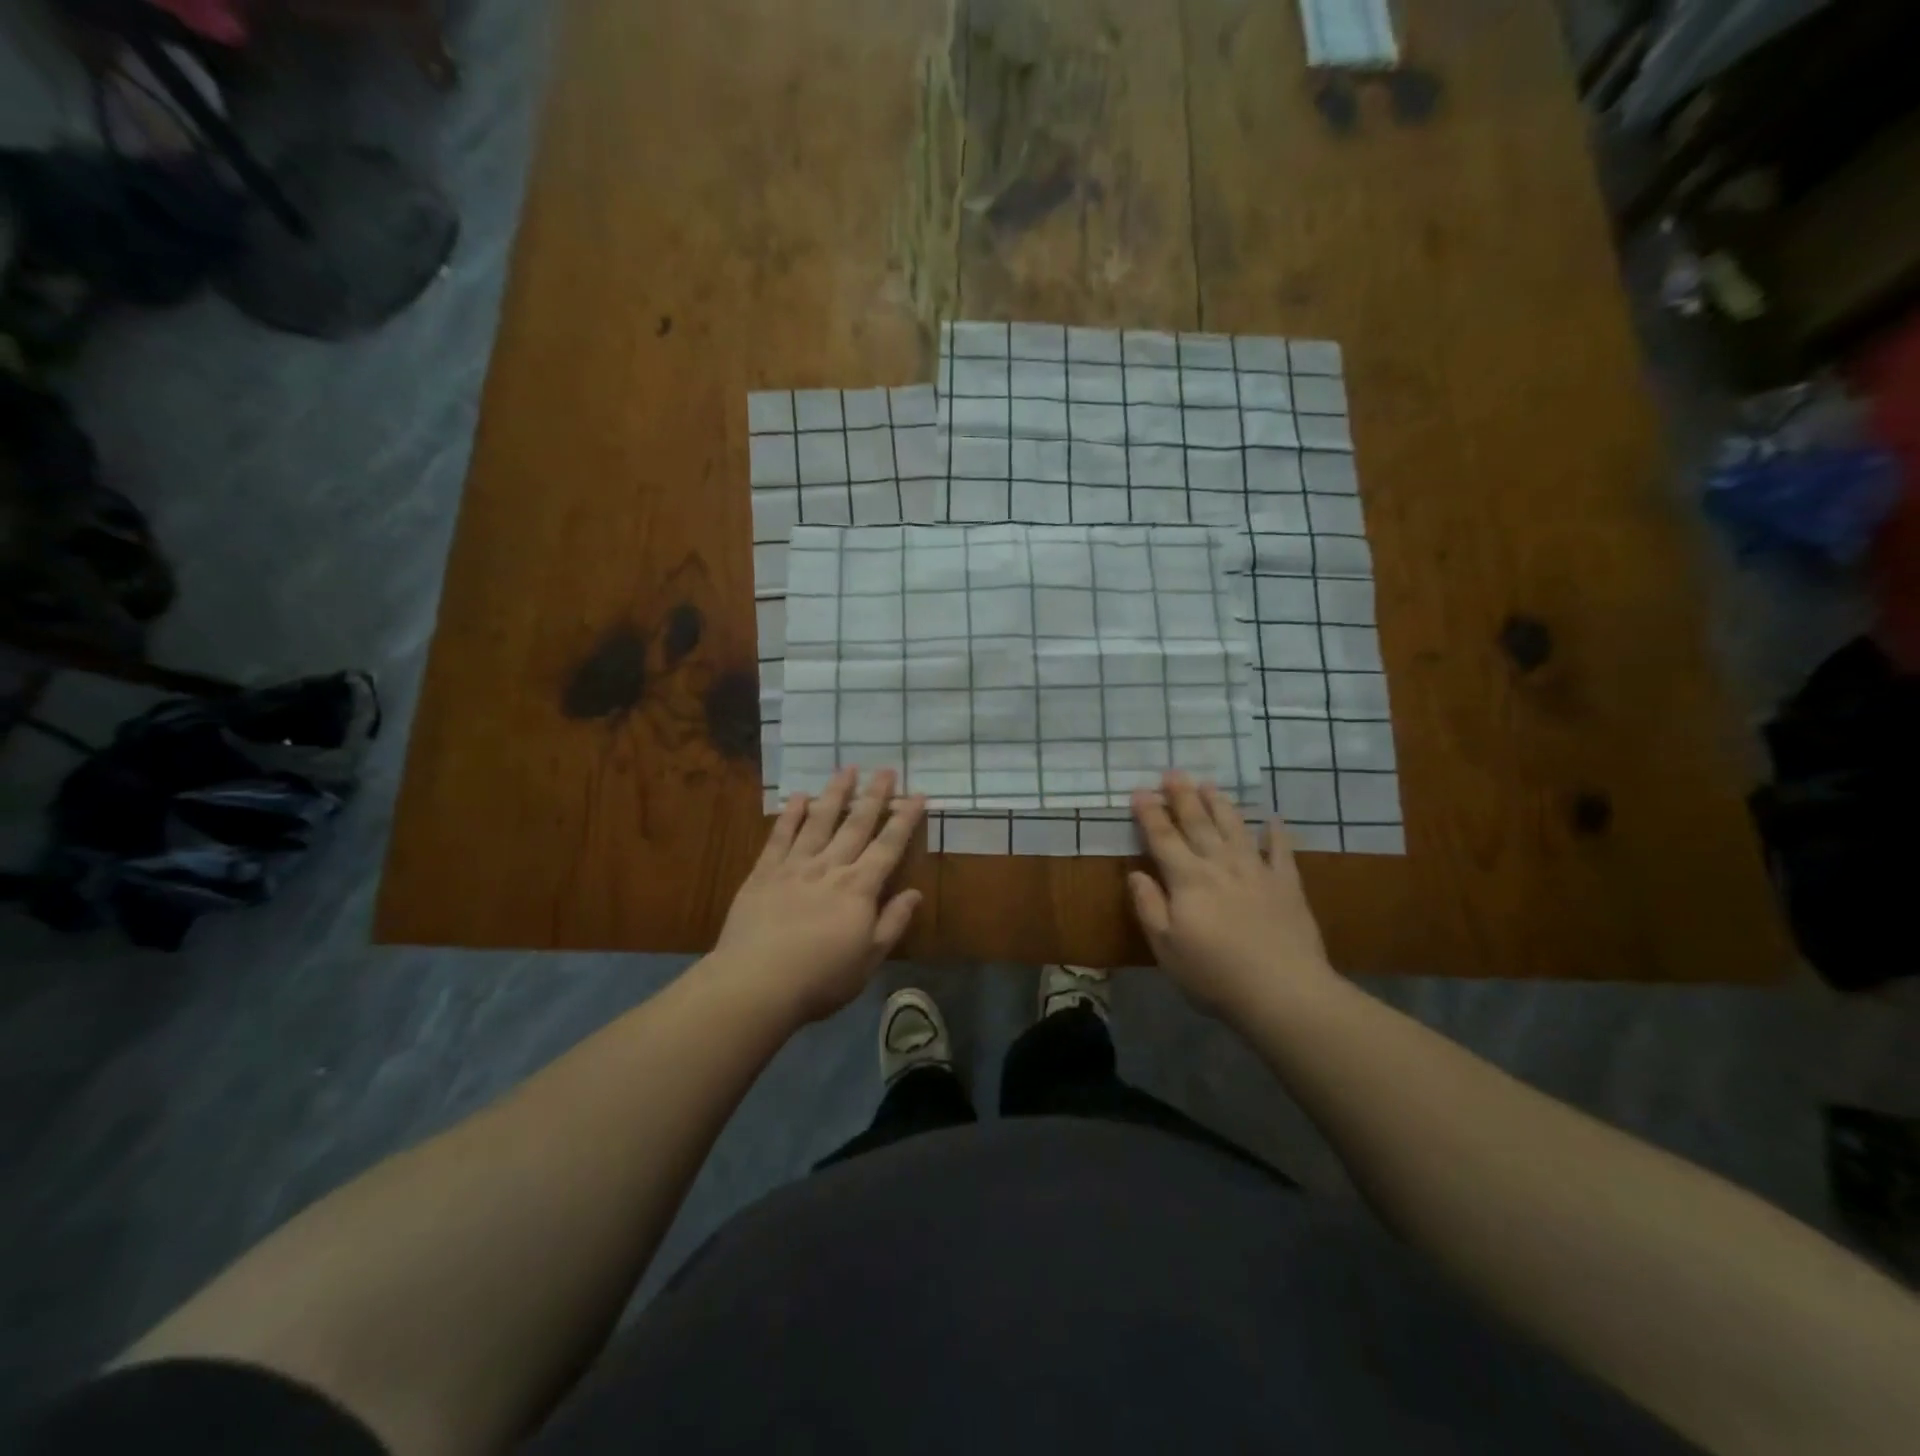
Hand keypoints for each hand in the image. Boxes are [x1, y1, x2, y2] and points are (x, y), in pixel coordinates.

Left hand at [712, 767, 925, 1024]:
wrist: (757, 983)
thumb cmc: (821, 979)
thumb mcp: (869, 959)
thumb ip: (892, 922)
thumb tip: (915, 893)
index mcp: (859, 888)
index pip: (888, 846)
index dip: (905, 820)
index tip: (917, 795)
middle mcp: (830, 867)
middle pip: (856, 825)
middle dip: (874, 796)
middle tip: (886, 769)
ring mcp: (795, 866)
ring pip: (820, 821)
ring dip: (835, 794)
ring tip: (847, 769)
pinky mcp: (764, 873)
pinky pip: (780, 836)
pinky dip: (791, 815)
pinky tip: (799, 797)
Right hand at [1128, 771, 1335, 1017]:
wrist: (1284, 992)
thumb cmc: (1214, 974)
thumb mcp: (1166, 947)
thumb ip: (1149, 906)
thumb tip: (1136, 873)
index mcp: (1187, 880)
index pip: (1163, 838)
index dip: (1150, 814)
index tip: (1140, 792)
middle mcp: (1220, 866)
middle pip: (1198, 824)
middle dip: (1183, 797)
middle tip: (1173, 773)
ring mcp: (1257, 871)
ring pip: (1235, 828)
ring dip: (1220, 804)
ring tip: (1209, 784)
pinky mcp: (1287, 885)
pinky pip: (1281, 851)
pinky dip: (1276, 833)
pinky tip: (1272, 818)